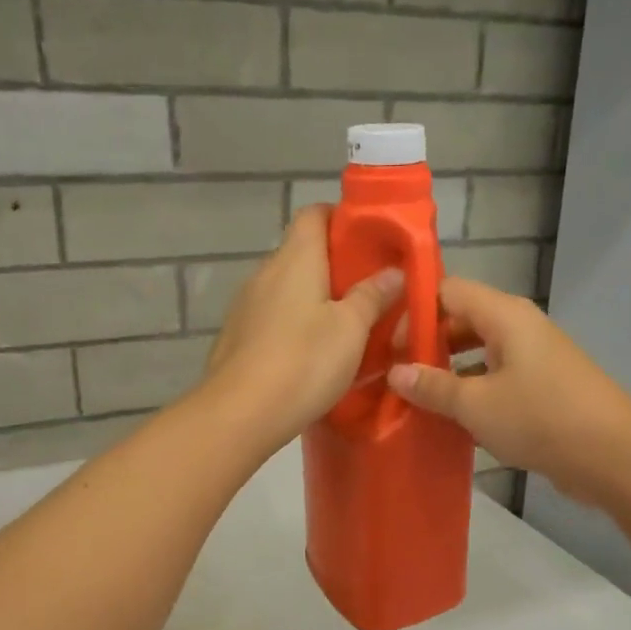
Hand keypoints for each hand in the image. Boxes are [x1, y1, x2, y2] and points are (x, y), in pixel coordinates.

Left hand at [202, 206, 401, 446]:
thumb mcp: (351, 330)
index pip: (314, 214)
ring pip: (287, 290)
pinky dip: (295, 326)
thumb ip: (372, 296)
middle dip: (336, 267)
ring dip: (315, 300)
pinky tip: (311, 354)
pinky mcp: (236, 339)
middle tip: (370, 291)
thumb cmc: (303, 362)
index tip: (372, 242)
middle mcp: (264, 274)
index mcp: (294, 259)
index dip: (343, 220)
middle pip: (302, 253)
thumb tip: (393, 271)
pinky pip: (273, 319)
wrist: (239, 414)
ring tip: (346, 327)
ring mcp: (245, 307)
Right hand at [387, 277, 630, 504]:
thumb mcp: (476, 404)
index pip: (448, 291)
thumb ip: (433, 386)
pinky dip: (472, 392)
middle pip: (462, 320)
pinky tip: (450, 419)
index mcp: (504, 315)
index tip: (387, 345)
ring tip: (414, 399)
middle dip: (427, 344)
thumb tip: (395, 372)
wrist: (613, 456)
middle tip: (394, 375)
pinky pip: (496, 378)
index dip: (414, 312)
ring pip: (479, 352)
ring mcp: (534, 357)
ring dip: (448, 372)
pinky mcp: (542, 387)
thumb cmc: (540, 418)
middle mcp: (520, 327)